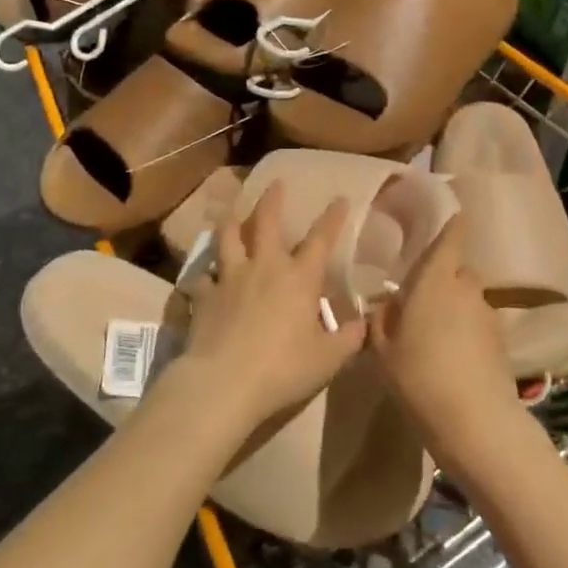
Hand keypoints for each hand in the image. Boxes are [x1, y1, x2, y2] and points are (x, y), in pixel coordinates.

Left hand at [169, 183, 366, 436]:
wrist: (224, 383)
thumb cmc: (284, 368)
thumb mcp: (328, 360)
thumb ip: (349, 339)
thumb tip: (365, 325)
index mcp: (299, 278)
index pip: (321, 239)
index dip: (332, 218)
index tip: (340, 198)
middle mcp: (264, 267)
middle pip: (267, 222)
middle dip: (272, 200)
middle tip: (275, 183)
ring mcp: (230, 277)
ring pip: (228, 238)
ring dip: (232, 222)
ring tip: (232, 212)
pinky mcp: (204, 295)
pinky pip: (201, 277)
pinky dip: (203, 274)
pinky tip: (202, 276)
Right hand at [369, 216, 521, 471]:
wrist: (475, 422)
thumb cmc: (419, 376)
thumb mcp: (383, 349)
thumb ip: (381, 319)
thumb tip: (385, 303)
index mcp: (436, 278)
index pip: (452, 235)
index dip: (451, 222)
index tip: (446, 215)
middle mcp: (466, 286)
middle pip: (457, 270)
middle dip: (442, 277)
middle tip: (419, 298)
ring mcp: (488, 313)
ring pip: (468, 297)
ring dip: (455, 306)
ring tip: (434, 333)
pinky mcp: (501, 340)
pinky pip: (478, 322)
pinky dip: (467, 330)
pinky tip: (453, 356)